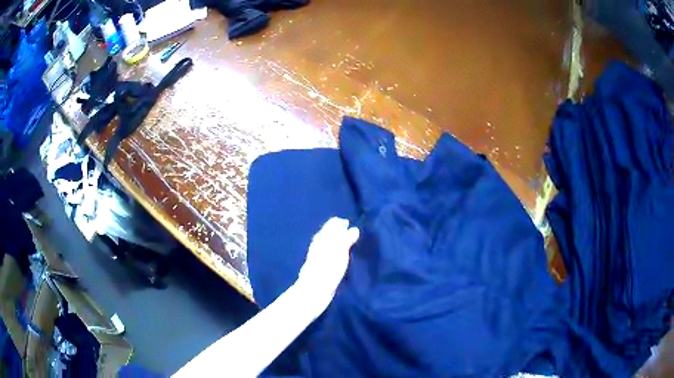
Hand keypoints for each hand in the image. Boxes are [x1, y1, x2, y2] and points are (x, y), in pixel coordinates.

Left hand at [296, 217, 359, 310]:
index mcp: (322, 237)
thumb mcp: (340, 250)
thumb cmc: (328, 268)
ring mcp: (317, 255)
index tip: (352, 226)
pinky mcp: (319, 267)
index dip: (342, 223)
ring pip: (328, 243)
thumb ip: (346, 238)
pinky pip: (328, 254)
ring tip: (348, 244)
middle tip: (352, 233)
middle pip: (329, 233)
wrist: (314, 290)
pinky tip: (339, 258)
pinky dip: (335, 252)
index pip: (332, 224)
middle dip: (339, 231)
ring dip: (337, 242)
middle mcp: (318, 244)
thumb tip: (353, 228)